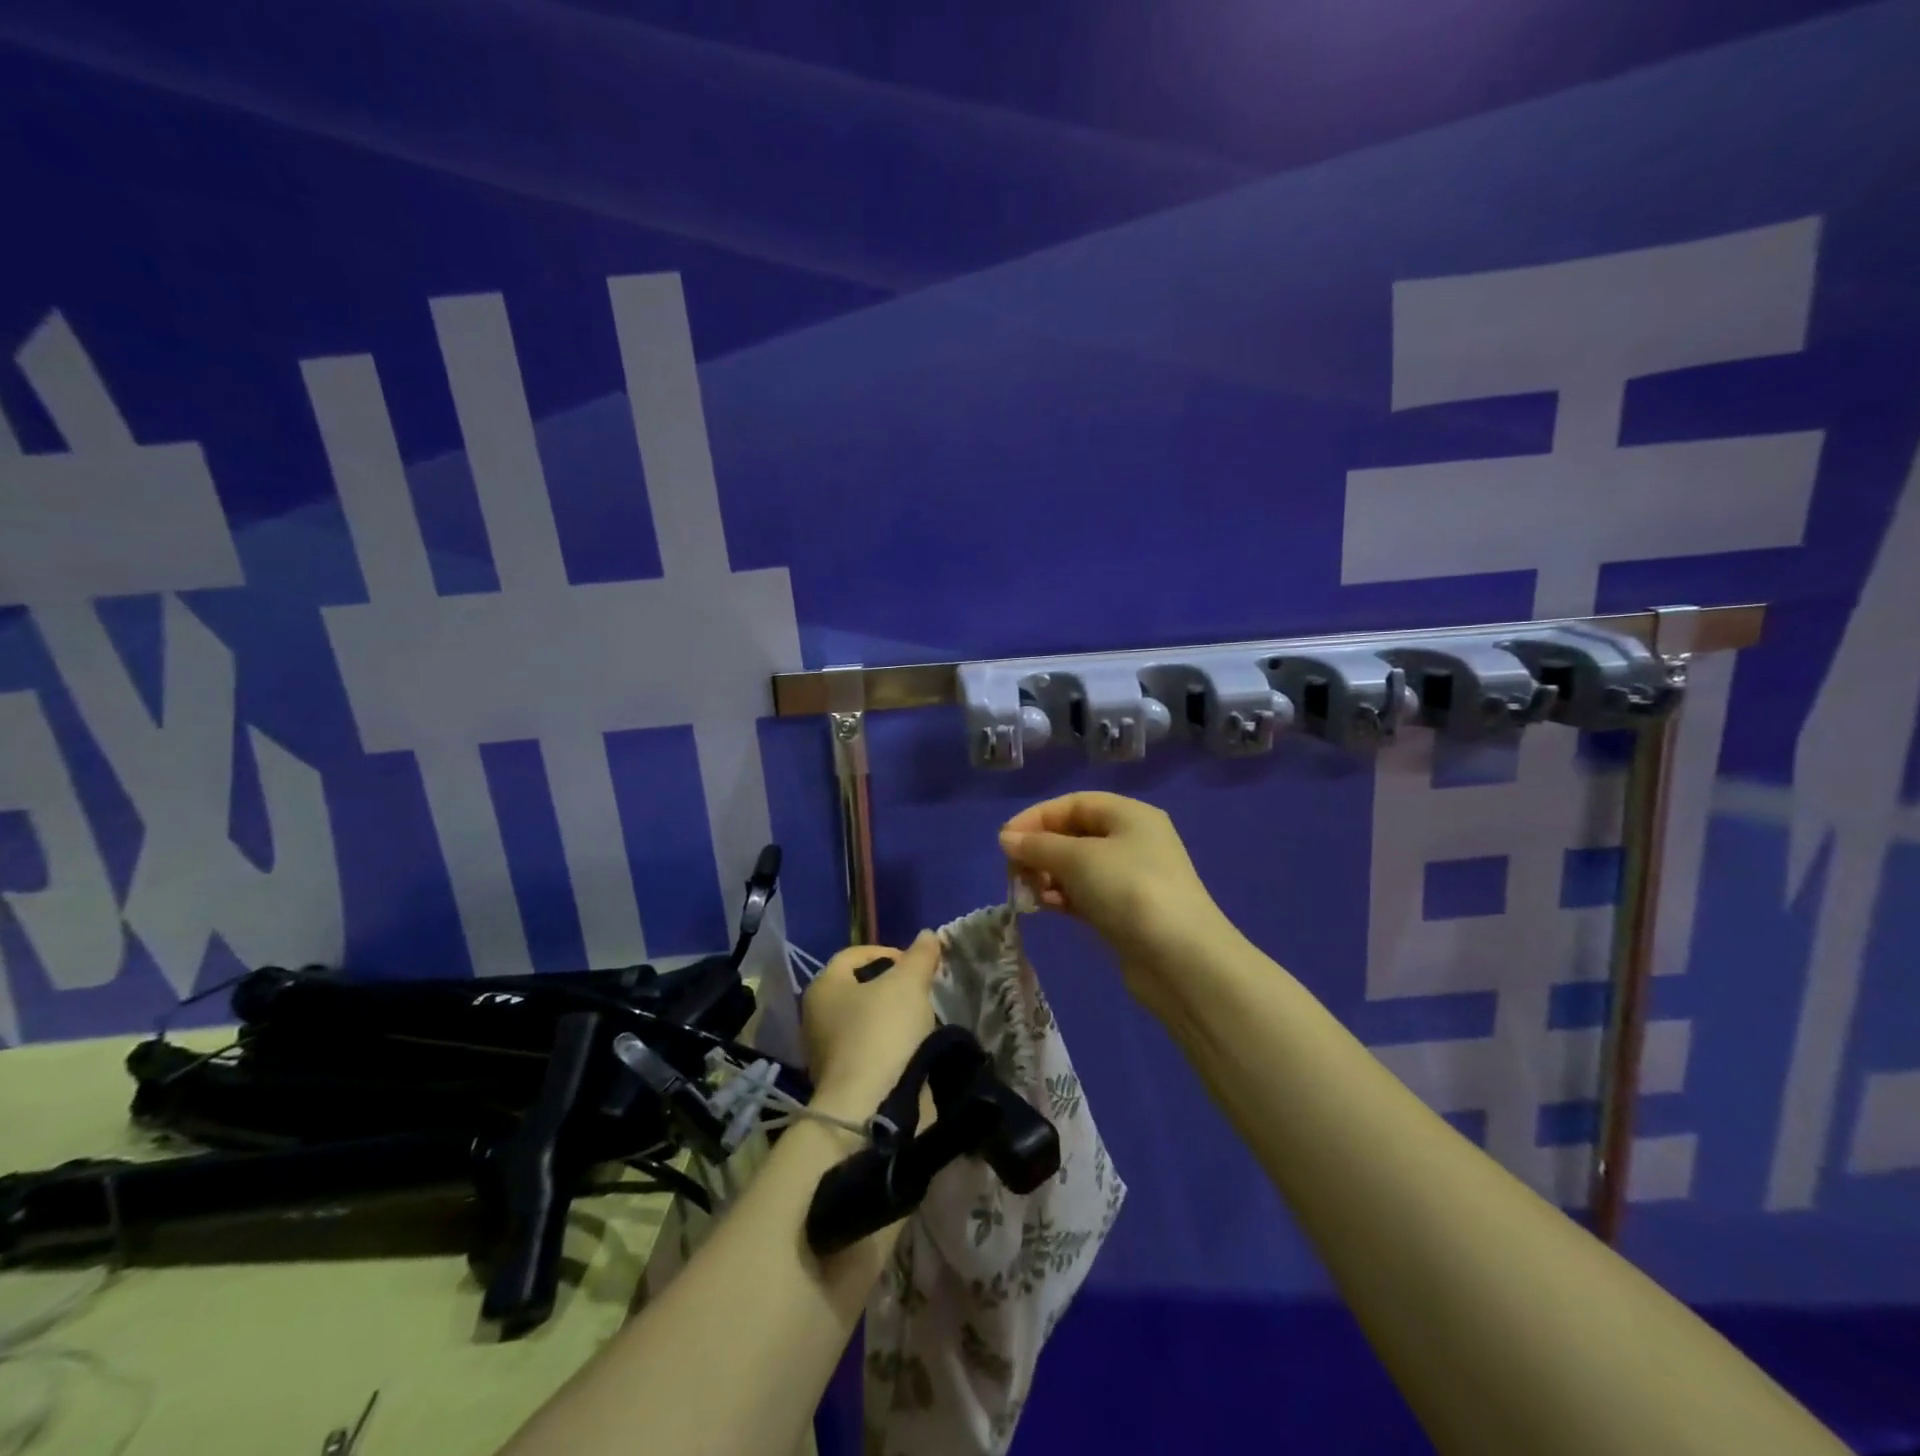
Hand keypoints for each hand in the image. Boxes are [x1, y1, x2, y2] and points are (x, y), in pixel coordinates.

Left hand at [800, 932, 940, 1116]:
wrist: (870, 1108)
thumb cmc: (882, 1032)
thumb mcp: (908, 984)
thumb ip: (920, 956)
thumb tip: (928, 935)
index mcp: (823, 986)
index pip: (855, 954)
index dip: (889, 952)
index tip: (917, 965)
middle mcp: (817, 1015)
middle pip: (861, 987)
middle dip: (893, 985)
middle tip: (922, 989)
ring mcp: (826, 1051)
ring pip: (866, 1019)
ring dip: (894, 1016)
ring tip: (923, 1019)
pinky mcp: (842, 1080)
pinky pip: (870, 1048)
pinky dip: (891, 1044)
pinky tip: (913, 1047)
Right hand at [999, 792, 1232, 985]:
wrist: (1180, 959)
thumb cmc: (1129, 890)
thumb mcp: (1078, 859)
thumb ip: (1038, 845)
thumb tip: (1006, 838)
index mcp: (1129, 815)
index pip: (1073, 804)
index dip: (1036, 817)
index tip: (1004, 841)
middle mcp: (1132, 840)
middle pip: (1074, 834)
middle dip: (1040, 849)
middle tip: (1014, 871)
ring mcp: (1131, 878)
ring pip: (1077, 867)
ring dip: (1048, 875)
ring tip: (1029, 892)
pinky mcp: (1126, 911)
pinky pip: (1085, 894)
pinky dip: (1063, 896)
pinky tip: (1047, 906)